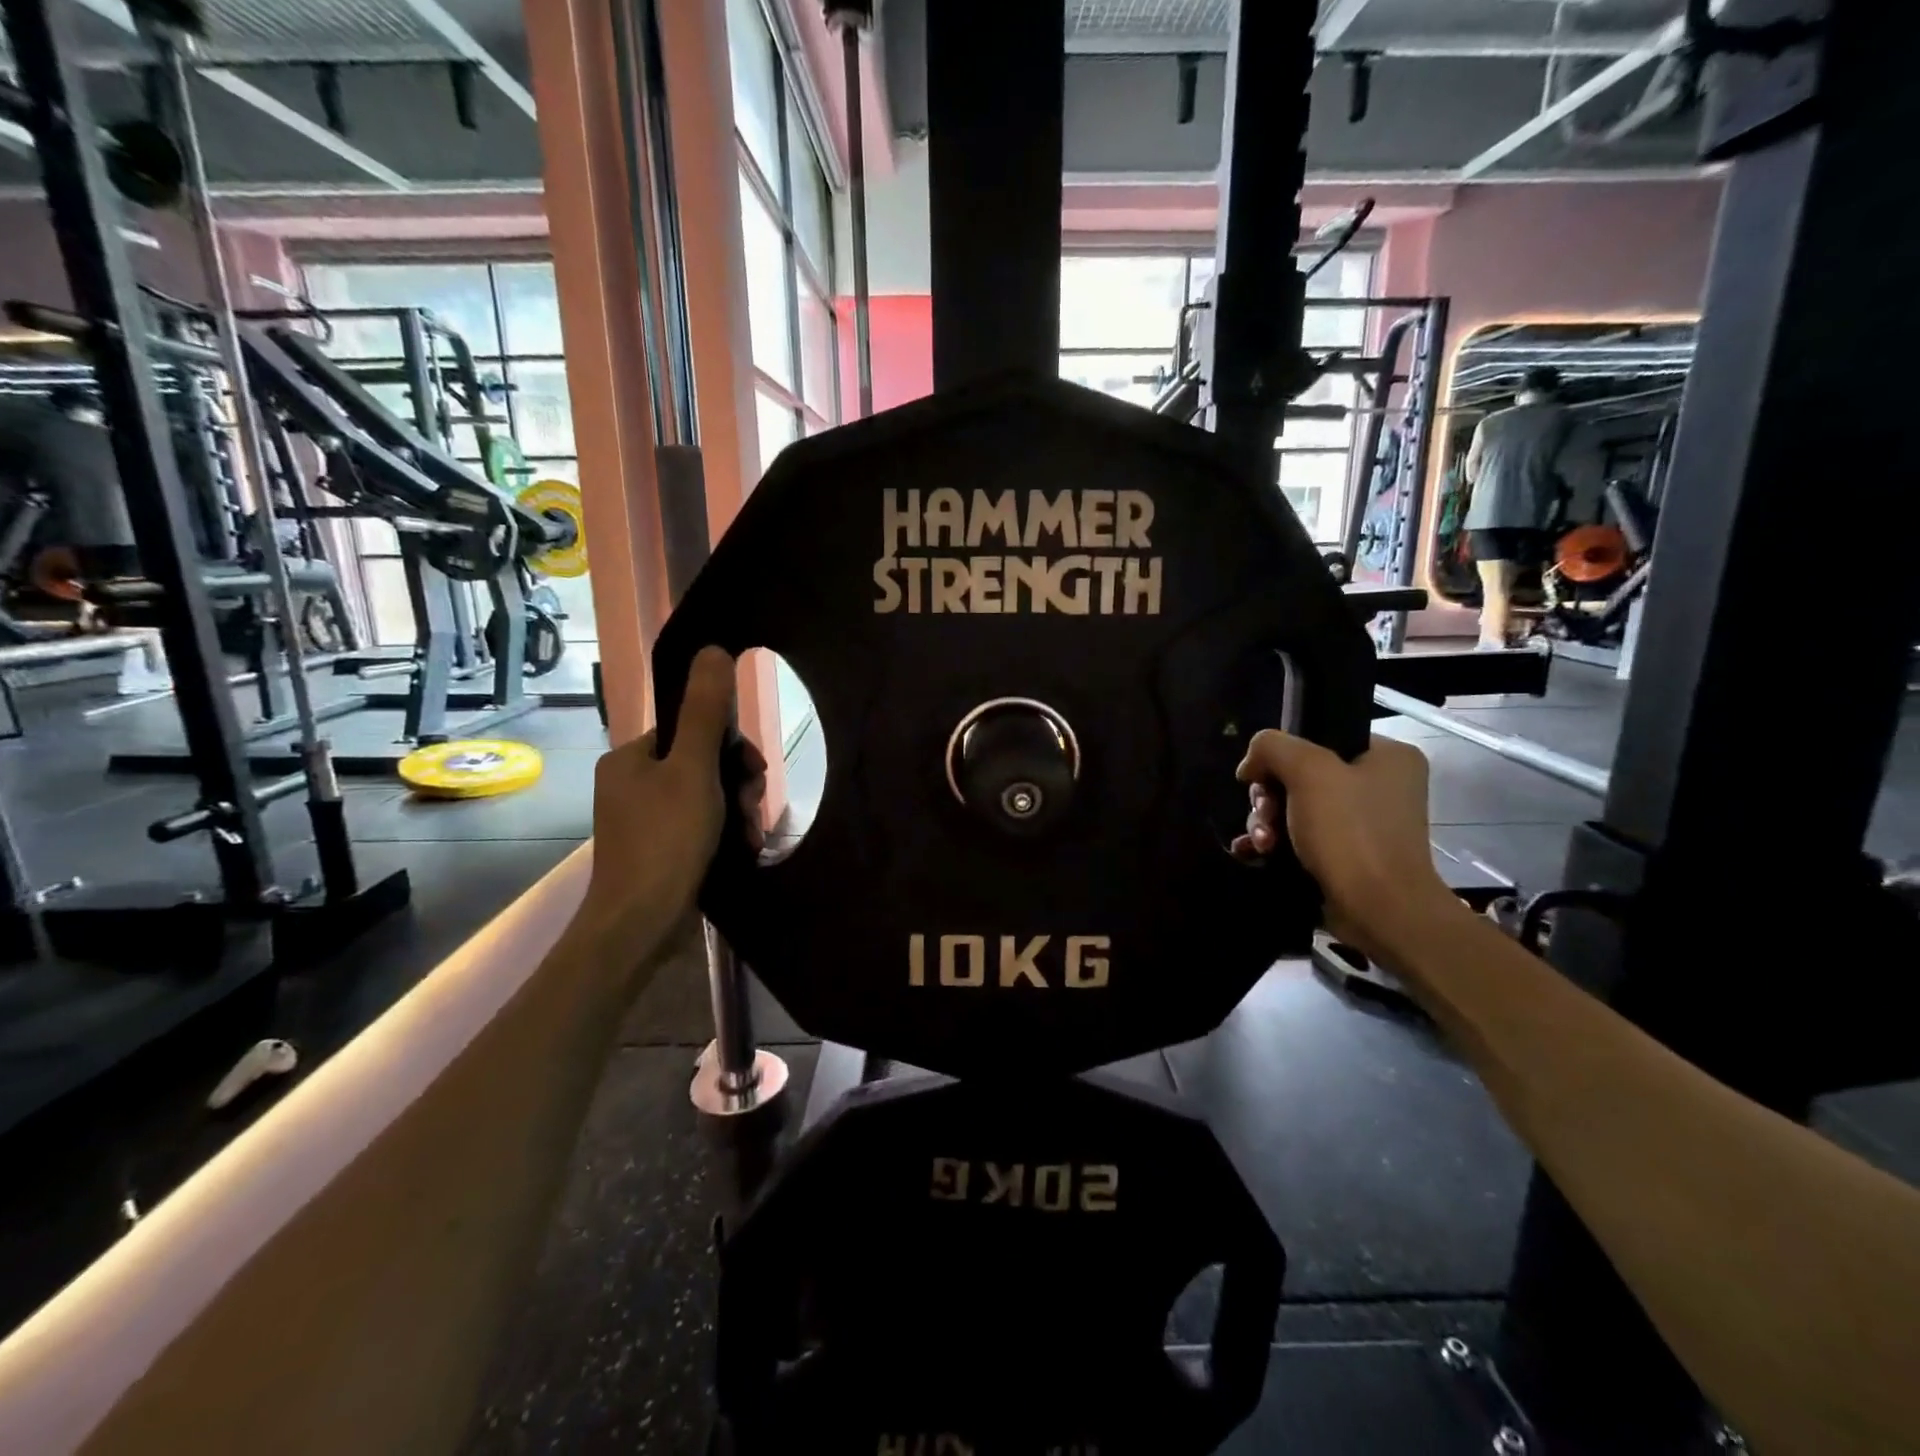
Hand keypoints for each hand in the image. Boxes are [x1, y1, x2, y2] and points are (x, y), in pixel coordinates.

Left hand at [578, 647, 766, 961]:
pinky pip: (697, 826)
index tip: (754, 774)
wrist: (639, 926)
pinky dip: (722, 833)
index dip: (731, 747)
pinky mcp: (656, 851)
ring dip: (736, 811)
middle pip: (701, 764)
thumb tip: (713, 649)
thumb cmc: (666, 841)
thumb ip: (706, 712)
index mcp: (631, 758)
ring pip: (705, 797)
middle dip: (737, 784)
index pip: (692, 730)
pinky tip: (741, 849)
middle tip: (751, 810)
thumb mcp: (694, 770)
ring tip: (749, 837)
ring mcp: (642, 820)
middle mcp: (631, 784)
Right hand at [1231, 730, 1455, 960]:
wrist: (1380, 911)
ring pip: (1294, 809)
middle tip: (1264, 816)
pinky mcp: (1346, 857)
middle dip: (1269, 798)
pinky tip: (1254, 852)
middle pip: (1299, 776)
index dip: (1281, 756)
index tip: (1260, 780)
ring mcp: (1363, 825)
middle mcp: (1379, 786)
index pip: (1318, 737)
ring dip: (1266, 823)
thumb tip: (1251, 765)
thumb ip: (1272, 747)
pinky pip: (1299, 838)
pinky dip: (1274, 843)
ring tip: (1261, 844)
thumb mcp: (1308, 771)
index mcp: (1387, 756)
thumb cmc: (1351, 833)